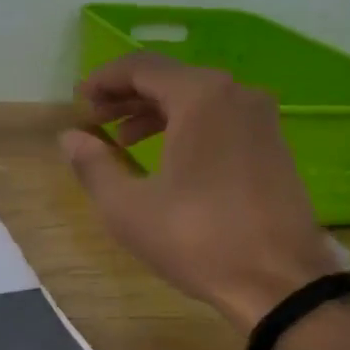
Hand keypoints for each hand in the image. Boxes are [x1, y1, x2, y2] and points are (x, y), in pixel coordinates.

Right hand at [62, 52, 339, 330]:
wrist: (278, 282)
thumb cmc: (196, 239)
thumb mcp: (127, 207)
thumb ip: (93, 165)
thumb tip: (70, 137)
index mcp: (201, 97)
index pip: (142, 67)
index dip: (103, 80)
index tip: (78, 102)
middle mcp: (236, 94)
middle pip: (171, 78)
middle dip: (127, 96)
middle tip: (95, 120)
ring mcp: (261, 119)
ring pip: (198, 99)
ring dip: (156, 112)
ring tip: (123, 141)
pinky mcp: (273, 146)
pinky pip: (220, 119)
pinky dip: (186, 126)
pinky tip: (167, 157)